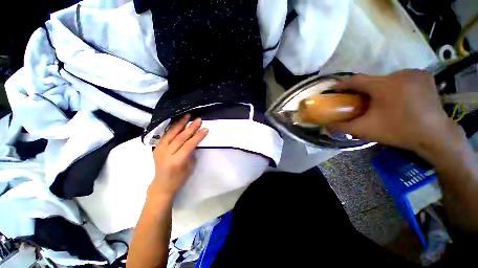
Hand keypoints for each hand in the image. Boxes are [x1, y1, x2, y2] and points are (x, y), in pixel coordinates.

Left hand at [148, 114, 207, 198]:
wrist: (161, 184)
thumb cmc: (179, 178)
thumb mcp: (189, 166)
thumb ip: (191, 152)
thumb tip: (194, 140)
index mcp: (176, 161)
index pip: (188, 145)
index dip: (198, 136)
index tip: (205, 129)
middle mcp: (166, 154)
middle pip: (180, 137)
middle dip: (190, 127)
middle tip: (198, 120)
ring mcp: (159, 150)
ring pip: (171, 134)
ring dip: (180, 124)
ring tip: (187, 116)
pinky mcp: (156, 147)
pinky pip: (165, 135)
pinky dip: (172, 127)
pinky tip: (177, 122)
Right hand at [329, 70, 461, 157]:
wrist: (435, 136)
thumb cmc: (398, 131)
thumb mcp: (365, 130)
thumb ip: (342, 127)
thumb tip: (325, 126)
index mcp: (384, 85)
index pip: (356, 80)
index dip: (342, 84)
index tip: (334, 89)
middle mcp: (399, 74)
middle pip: (372, 80)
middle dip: (362, 90)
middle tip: (358, 101)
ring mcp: (414, 74)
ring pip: (387, 79)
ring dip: (379, 88)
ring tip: (378, 101)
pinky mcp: (425, 77)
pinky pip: (402, 78)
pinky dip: (394, 86)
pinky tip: (396, 97)